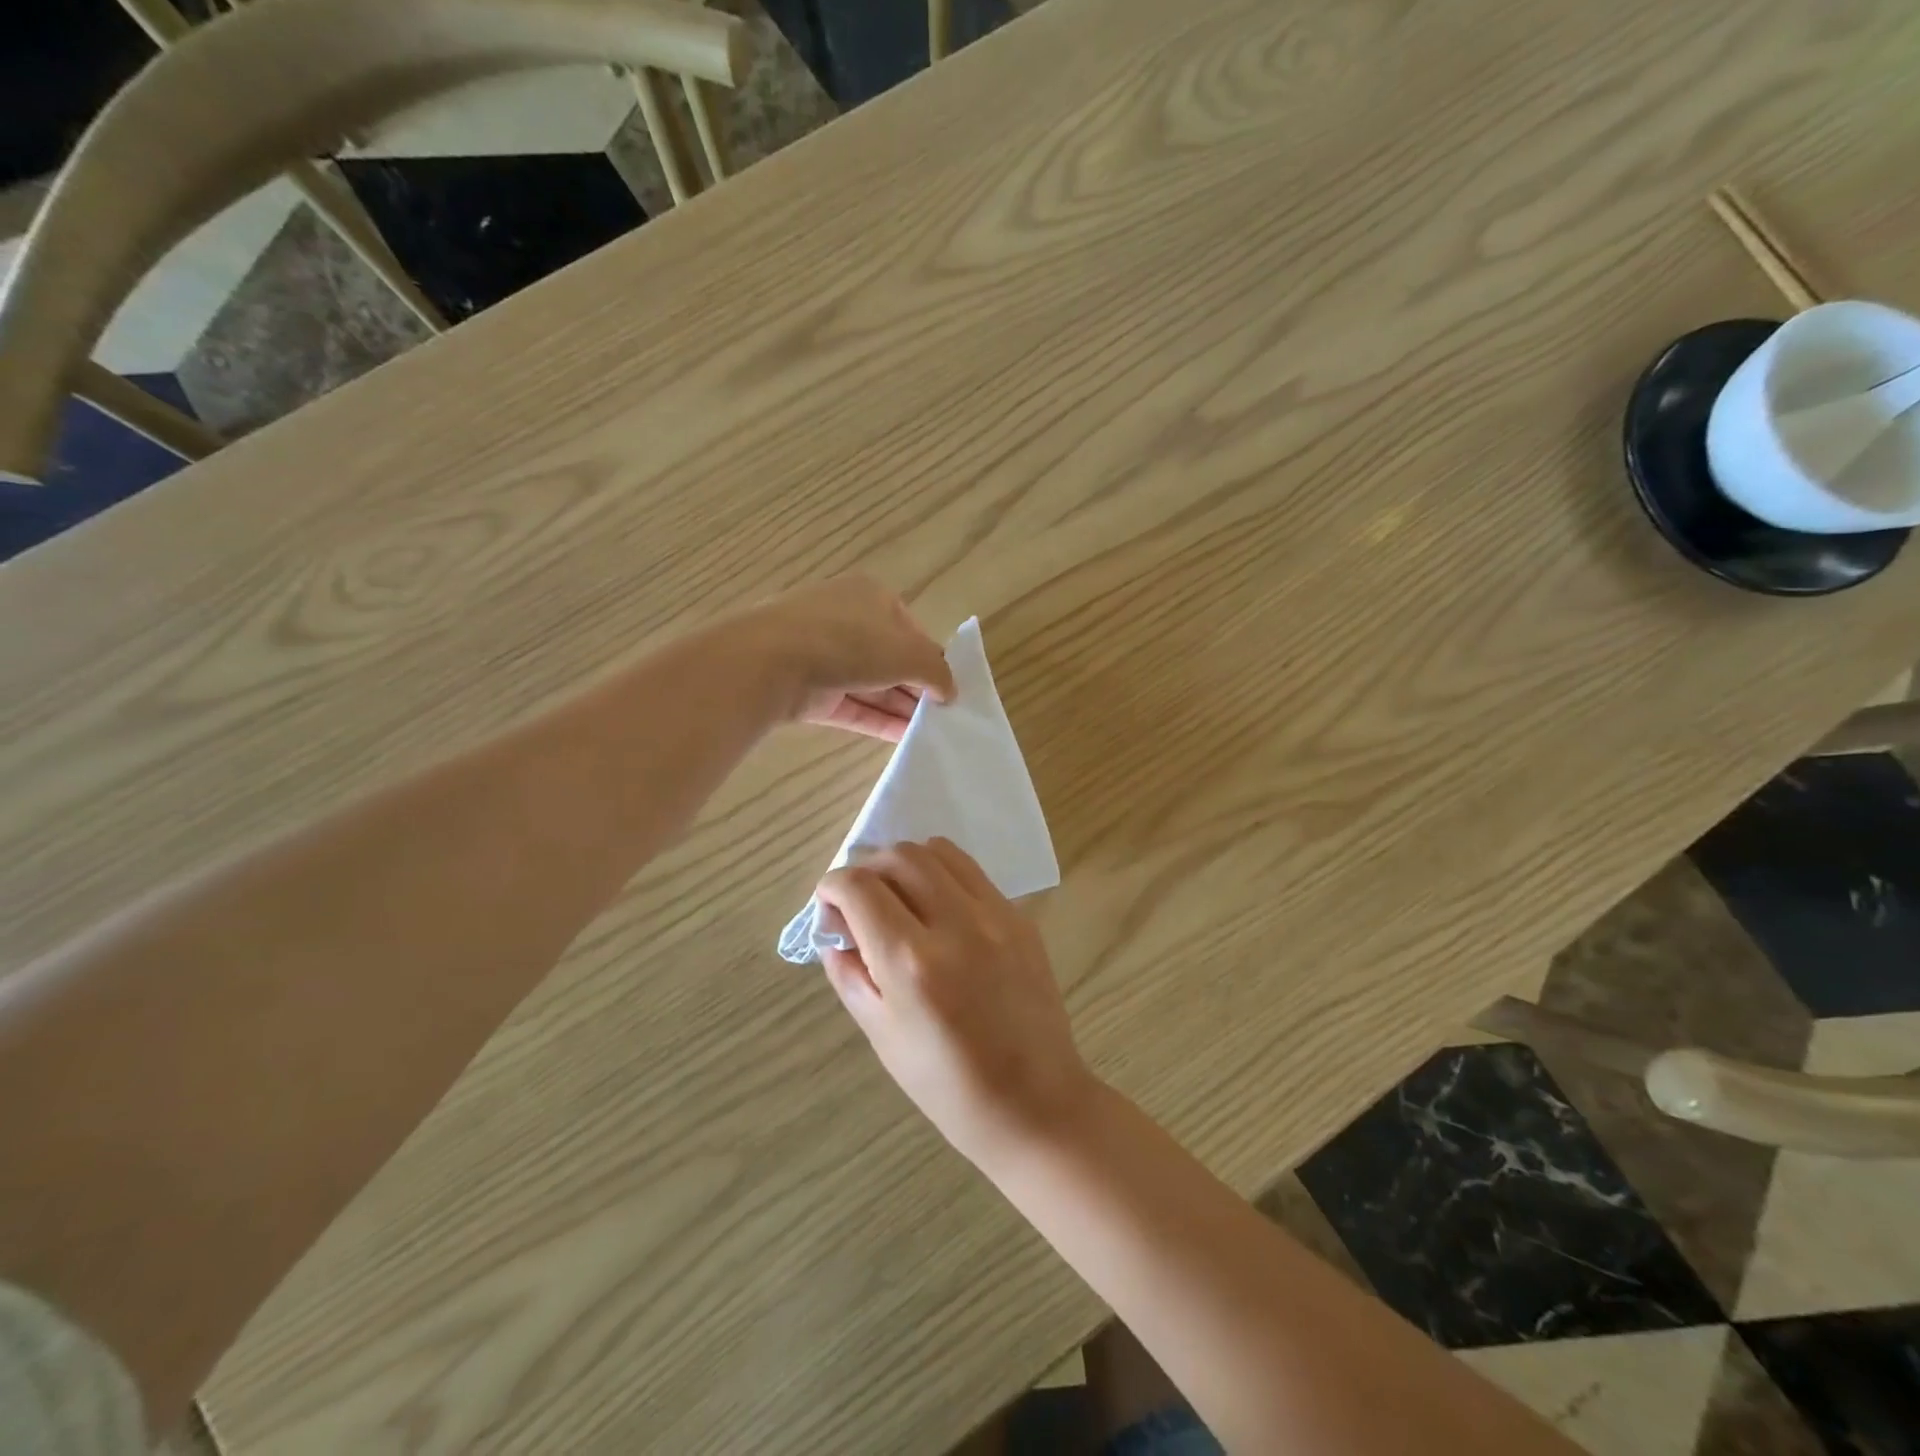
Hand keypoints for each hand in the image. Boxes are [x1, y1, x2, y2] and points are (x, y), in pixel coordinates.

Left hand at [740, 576, 954, 740]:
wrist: (770, 661)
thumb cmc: (849, 641)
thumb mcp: (908, 652)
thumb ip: (937, 671)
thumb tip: (950, 690)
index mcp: (872, 596)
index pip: (912, 630)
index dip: (931, 659)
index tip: (948, 689)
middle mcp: (848, 621)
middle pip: (891, 659)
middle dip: (916, 688)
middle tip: (942, 717)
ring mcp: (824, 656)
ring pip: (871, 685)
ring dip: (899, 708)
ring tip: (929, 733)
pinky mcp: (810, 689)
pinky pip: (852, 706)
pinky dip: (876, 721)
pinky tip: (902, 740)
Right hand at [816, 839, 1095, 1164]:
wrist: (1034, 1103)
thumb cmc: (947, 1085)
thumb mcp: (882, 1035)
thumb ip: (849, 972)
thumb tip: (833, 928)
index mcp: (911, 963)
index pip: (859, 888)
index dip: (831, 887)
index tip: (828, 905)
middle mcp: (956, 925)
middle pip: (900, 856)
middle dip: (868, 868)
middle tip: (861, 900)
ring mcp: (995, 916)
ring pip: (940, 850)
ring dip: (907, 863)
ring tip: (899, 896)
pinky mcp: (1020, 918)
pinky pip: (972, 873)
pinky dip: (943, 876)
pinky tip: (939, 910)